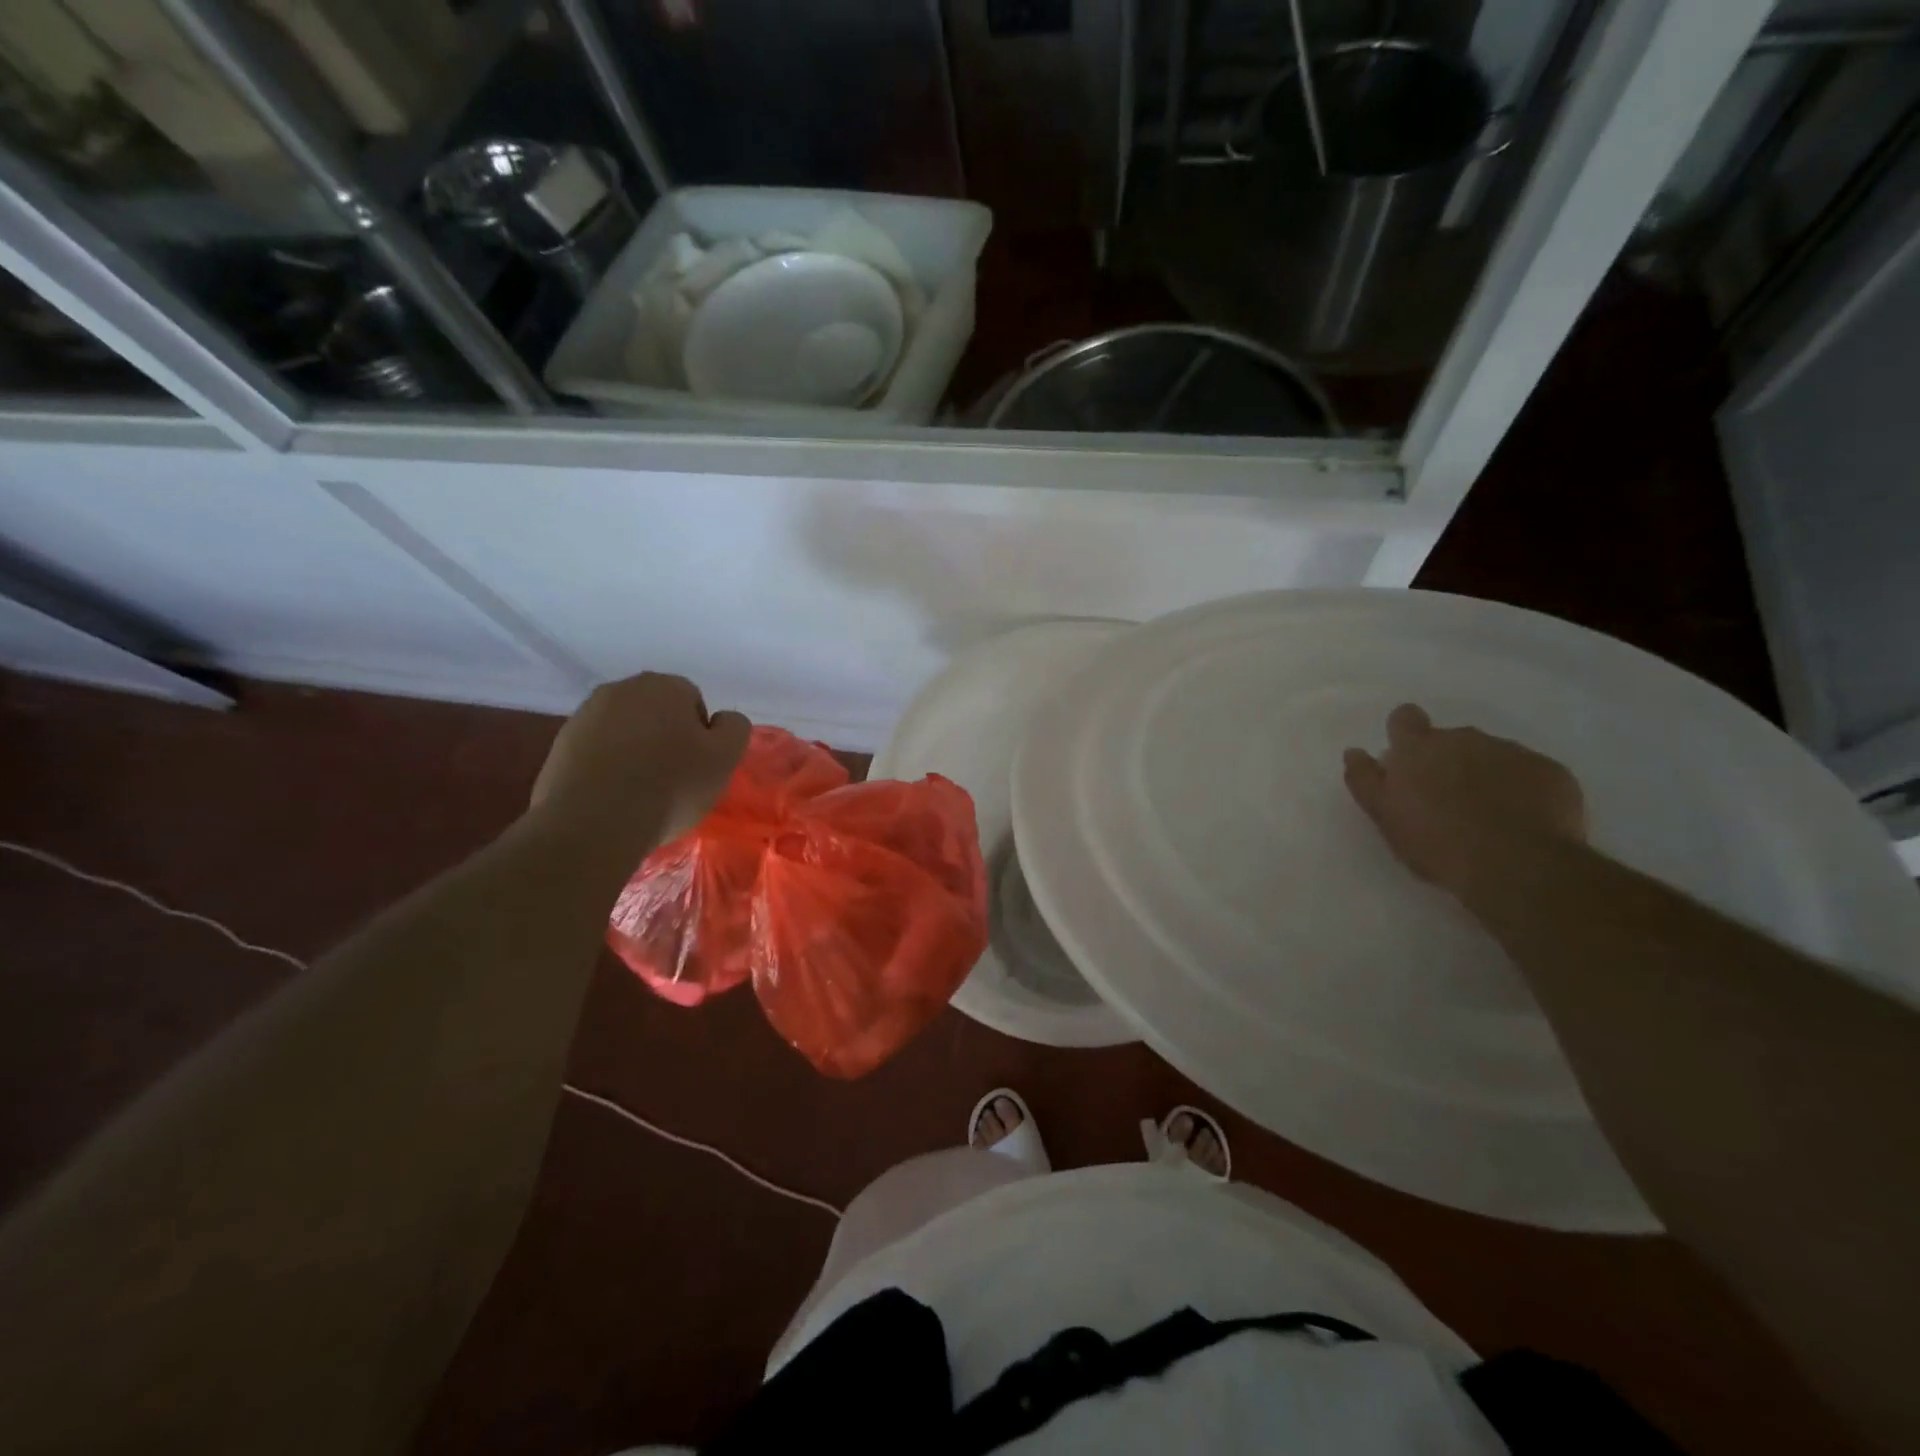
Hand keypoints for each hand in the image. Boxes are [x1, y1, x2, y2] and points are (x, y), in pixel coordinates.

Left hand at [528, 673, 750, 863]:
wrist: (593, 823)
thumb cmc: (670, 786)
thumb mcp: (725, 759)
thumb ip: (734, 729)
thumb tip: (722, 720)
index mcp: (664, 686)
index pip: (694, 701)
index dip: (701, 736)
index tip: (698, 767)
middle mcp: (621, 689)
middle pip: (657, 712)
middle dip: (667, 737)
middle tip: (674, 778)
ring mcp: (585, 716)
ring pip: (626, 730)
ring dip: (637, 752)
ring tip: (642, 791)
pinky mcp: (561, 745)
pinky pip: (598, 751)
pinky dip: (609, 767)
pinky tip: (614, 797)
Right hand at [1343, 703, 1585, 898]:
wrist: (1518, 865)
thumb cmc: (1436, 842)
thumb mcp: (1384, 816)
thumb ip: (1365, 779)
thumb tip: (1354, 752)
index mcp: (1418, 747)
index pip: (1405, 718)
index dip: (1405, 733)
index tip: (1408, 760)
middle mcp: (1464, 738)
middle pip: (1450, 739)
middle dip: (1447, 761)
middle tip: (1446, 801)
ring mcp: (1512, 751)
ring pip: (1491, 755)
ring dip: (1485, 775)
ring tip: (1487, 815)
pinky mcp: (1551, 771)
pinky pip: (1529, 773)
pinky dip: (1522, 789)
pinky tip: (1521, 821)